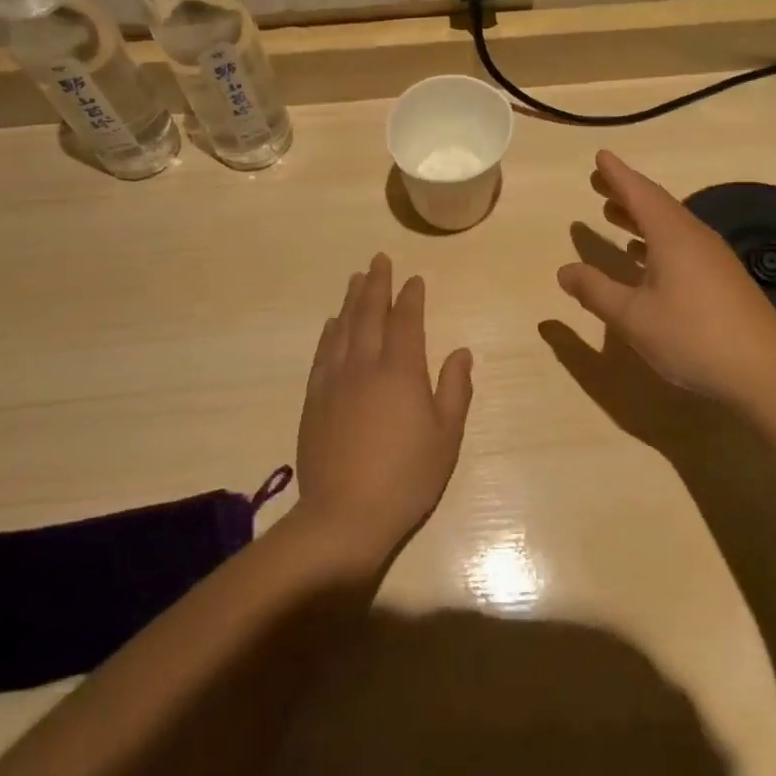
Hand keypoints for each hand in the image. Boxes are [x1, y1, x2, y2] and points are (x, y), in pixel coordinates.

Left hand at [295, 254, 473, 557]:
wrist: (345, 515)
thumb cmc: (407, 477)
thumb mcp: (446, 437)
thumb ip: (454, 389)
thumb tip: (460, 352)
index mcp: (401, 371)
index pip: (406, 321)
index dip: (410, 297)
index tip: (414, 279)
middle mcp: (365, 365)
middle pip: (370, 314)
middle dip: (376, 284)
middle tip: (379, 260)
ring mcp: (335, 381)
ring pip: (343, 328)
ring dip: (351, 300)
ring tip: (356, 279)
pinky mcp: (314, 399)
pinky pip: (323, 353)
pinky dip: (330, 332)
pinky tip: (333, 323)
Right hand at [557, 151, 775, 401]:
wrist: (766, 372)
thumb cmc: (693, 336)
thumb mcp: (633, 317)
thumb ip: (596, 291)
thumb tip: (564, 270)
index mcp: (672, 236)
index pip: (639, 193)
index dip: (617, 175)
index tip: (600, 156)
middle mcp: (694, 237)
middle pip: (656, 204)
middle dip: (626, 193)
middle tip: (599, 182)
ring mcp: (713, 258)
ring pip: (671, 226)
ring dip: (640, 218)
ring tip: (614, 214)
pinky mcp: (723, 280)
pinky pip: (682, 245)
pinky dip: (656, 242)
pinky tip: (645, 260)